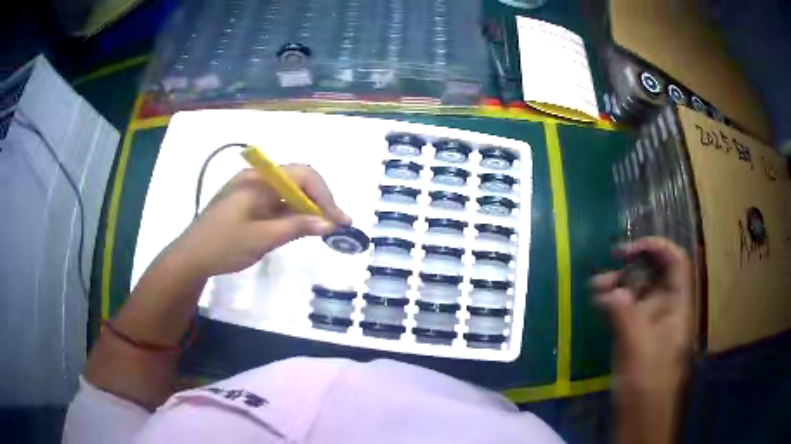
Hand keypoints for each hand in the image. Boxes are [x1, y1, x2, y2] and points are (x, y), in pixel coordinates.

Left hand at [171, 165, 350, 277]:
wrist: (192, 257)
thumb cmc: (224, 245)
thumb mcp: (262, 238)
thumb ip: (296, 227)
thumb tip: (329, 223)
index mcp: (259, 180)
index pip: (302, 175)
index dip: (324, 195)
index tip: (338, 220)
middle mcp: (257, 179)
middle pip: (298, 180)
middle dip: (319, 200)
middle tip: (336, 224)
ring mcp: (252, 190)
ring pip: (289, 192)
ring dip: (308, 207)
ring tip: (324, 227)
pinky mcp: (249, 203)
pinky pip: (278, 202)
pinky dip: (293, 213)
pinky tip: (302, 226)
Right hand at [591, 237, 693, 443]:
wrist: (641, 415)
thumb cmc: (647, 381)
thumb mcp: (637, 346)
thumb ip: (624, 313)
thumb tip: (610, 288)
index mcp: (678, 306)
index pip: (676, 263)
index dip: (656, 248)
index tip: (629, 249)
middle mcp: (667, 308)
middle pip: (655, 274)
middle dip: (632, 267)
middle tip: (607, 267)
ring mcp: (652, 322)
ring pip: (639, 292)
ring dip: (619, 284)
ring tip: (595, 286)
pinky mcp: (637, 335)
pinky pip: (628, 309)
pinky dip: (614, 302)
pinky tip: (598, 302)